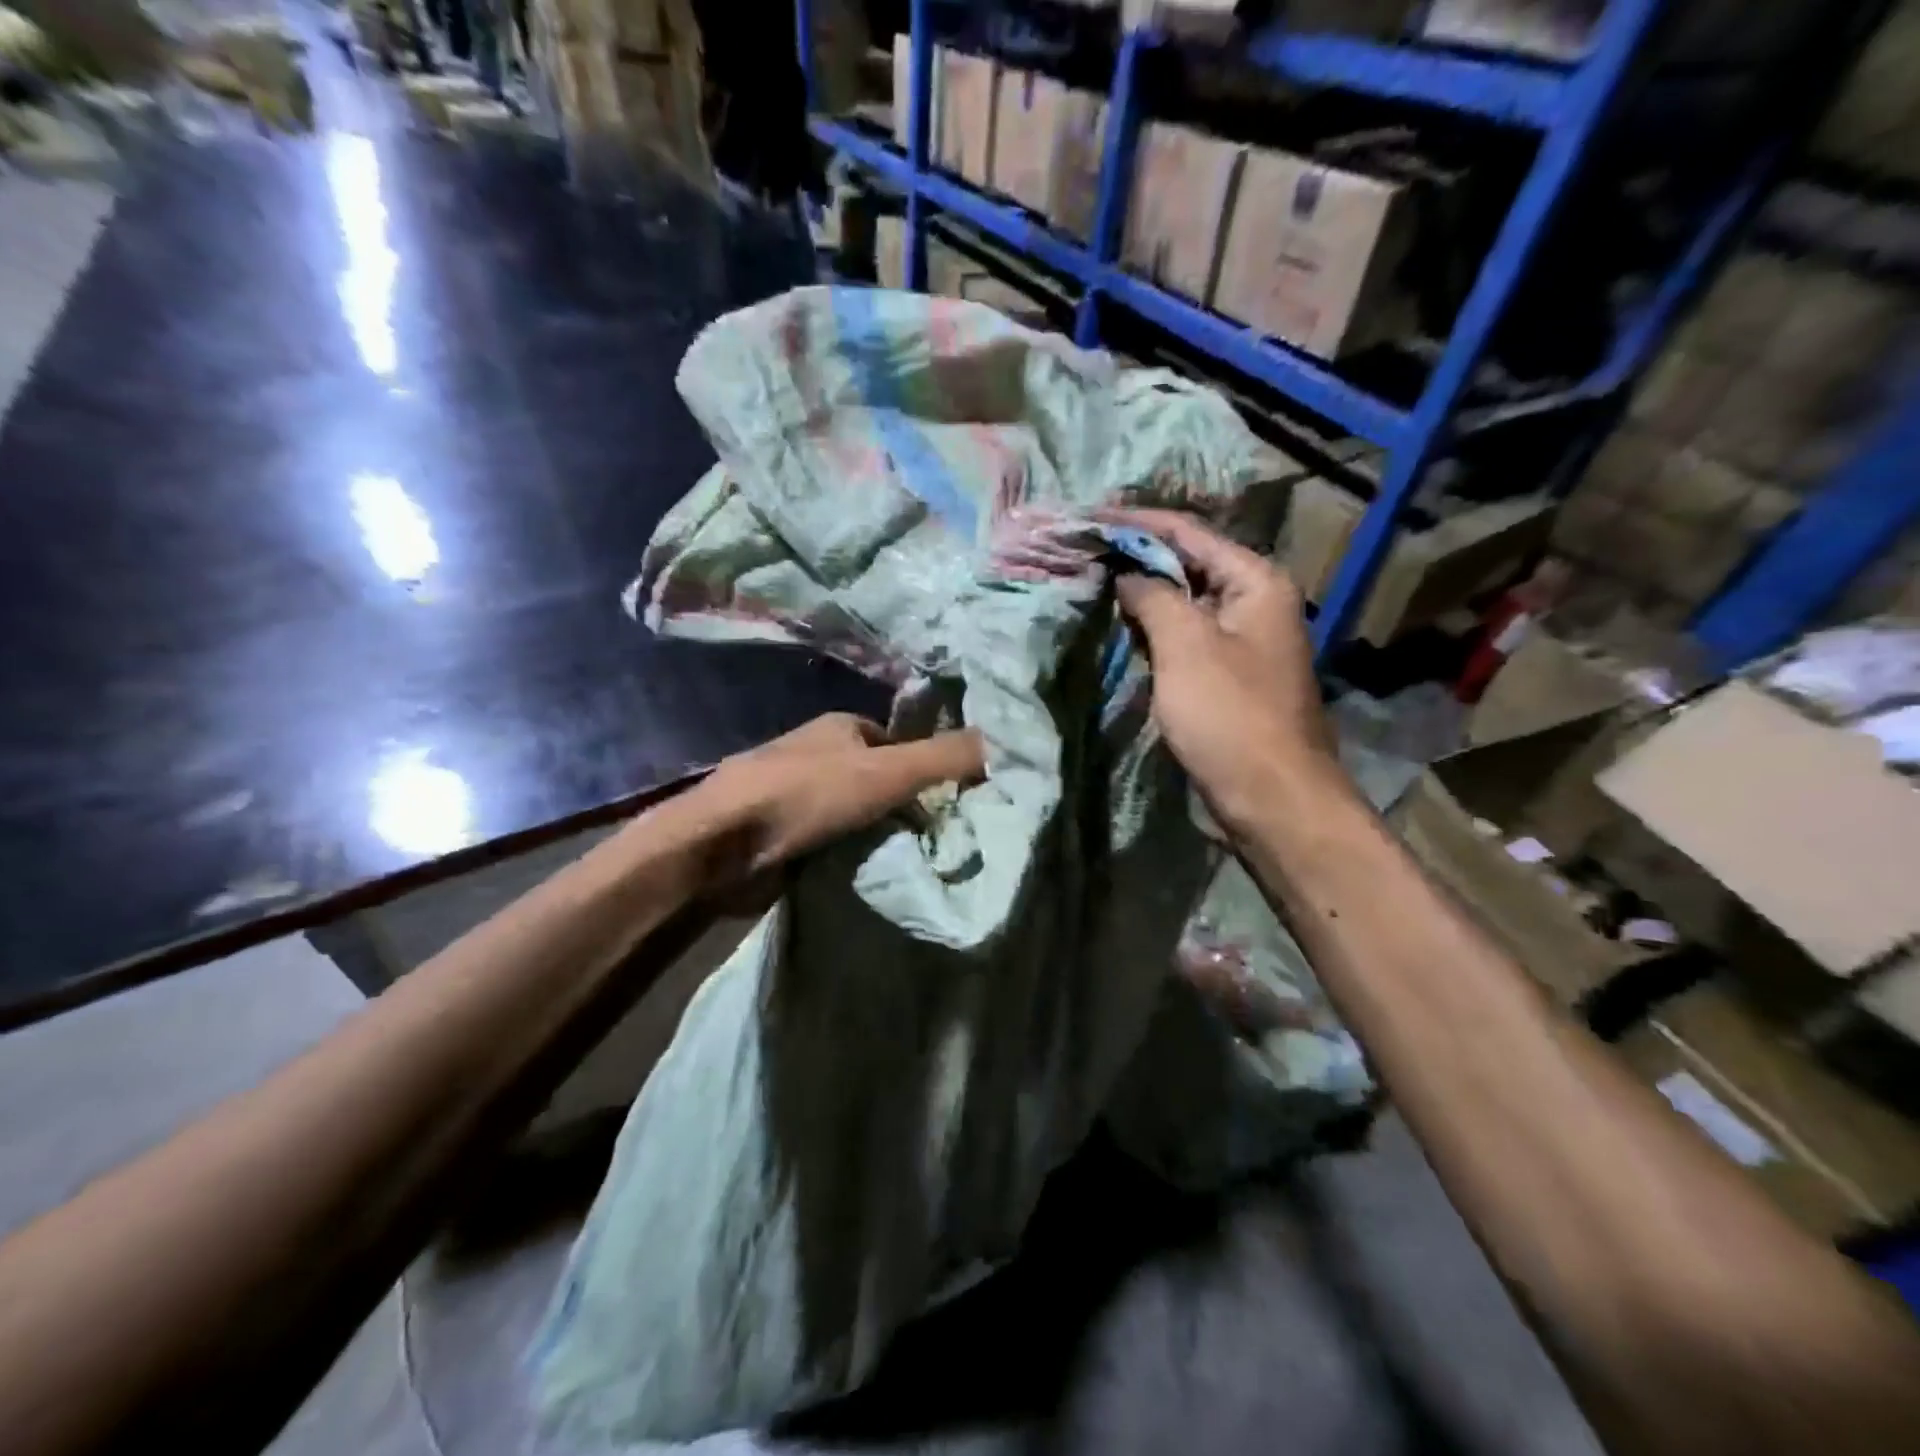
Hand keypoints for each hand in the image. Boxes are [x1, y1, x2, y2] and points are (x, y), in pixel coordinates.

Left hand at [696, 714, 984, 881]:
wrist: (722, 845)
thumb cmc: (807, 795)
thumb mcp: (888, 772)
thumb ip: (946, 758)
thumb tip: (1009, 741)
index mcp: (841, 726)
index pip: (900, 743)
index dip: (927, 768)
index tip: (952, 803)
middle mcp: (818, 753)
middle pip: (879, 777)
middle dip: (904, 804)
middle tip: (936, 838)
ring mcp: (795, 793)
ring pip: (856, 811)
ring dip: (877, 832)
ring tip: (908, 860)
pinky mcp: (782, 831)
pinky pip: (833, 839)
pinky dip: (850, 853)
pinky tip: (866, 872)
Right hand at [1099, 508, 1345, 835]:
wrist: (1272, 796)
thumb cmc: (1230, 714)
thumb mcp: (1186, 644)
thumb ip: (1153, 596)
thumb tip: (1126, 574)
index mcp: (1255, 582)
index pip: (1188, 533)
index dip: (1136, 523)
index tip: (1089, 517)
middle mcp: (1254, 603)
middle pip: (1187, 565)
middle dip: (1136, 559)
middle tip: (1084, 552)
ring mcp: (1241, 642)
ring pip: (1183, 604)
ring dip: (1141, 596)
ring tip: (1091, 583)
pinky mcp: (1227, 677)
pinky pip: (1184, 639)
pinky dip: (1152, 631)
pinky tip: (1119, 629)